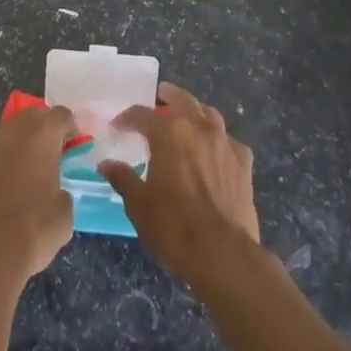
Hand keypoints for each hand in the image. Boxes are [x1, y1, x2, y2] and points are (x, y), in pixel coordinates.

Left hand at [0, 106, 77, 288]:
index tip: (74, 146)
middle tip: (52, 153)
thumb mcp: (64, 215)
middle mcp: (13, 131)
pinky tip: (7, 187)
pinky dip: (3, 162)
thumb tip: (55, 192)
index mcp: (41, 134)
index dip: (71, 128)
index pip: (61, 114)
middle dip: (44, 128)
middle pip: (33, 115)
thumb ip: (63, 191)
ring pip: (10, 133)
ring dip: (22, 144)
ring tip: (30, 171)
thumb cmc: (33, 229)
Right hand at [100, 83, 260, 290]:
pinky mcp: (244, 163)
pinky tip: (216, 153)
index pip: (142, 114)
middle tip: (159, 97)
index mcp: (168, 133)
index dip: (128, 117)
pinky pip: (230, 141)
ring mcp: (224, 143)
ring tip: (188, 119)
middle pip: (182, 99)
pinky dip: (220, 141)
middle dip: (168, 96)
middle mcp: (197, 128)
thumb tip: (106, 164)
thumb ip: (123, 178)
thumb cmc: (174, 227)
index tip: (118, 124)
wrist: (224, 254)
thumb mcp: (139, 205)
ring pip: (209, 114)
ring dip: (196, 112)